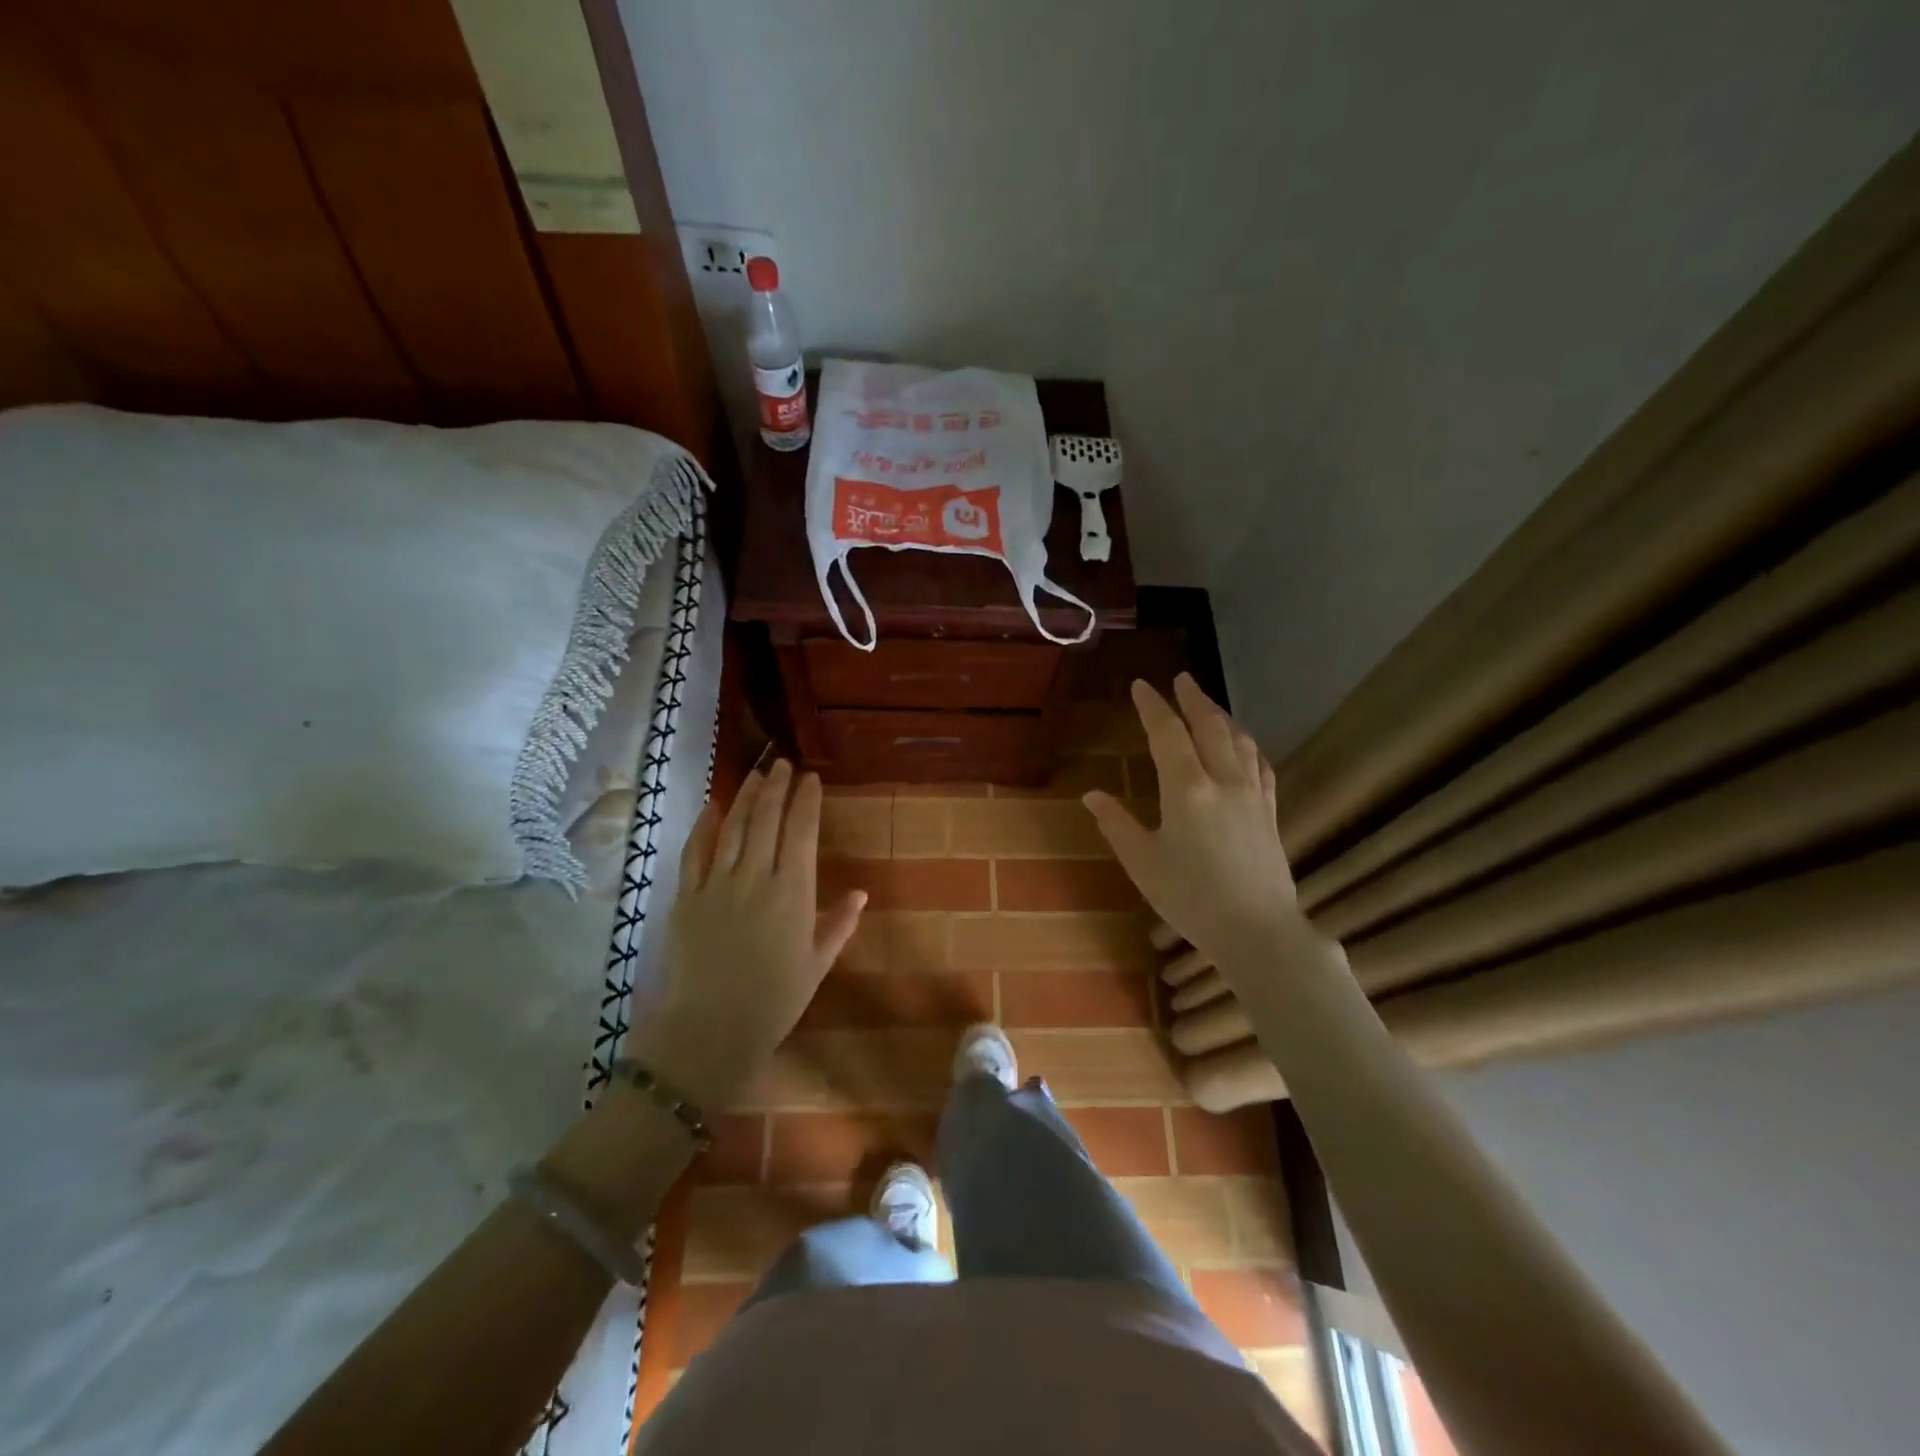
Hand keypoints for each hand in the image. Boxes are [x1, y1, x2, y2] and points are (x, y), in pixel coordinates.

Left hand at [626, 760, 864, 1110]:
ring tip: (755, 773)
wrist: (710, 1030)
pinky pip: (695, 852)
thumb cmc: (774, 1001)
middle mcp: (756, 877)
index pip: (802, 832)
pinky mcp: (687, 896)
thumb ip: (838, 924)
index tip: (810, 778)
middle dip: (776, 787)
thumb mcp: (817, 964)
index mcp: (793, 892)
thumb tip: (860, 893)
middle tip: (782, 763)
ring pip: (733, 827)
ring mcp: (717, 884)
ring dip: (745, 796)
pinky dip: (704, 826)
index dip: (806, 801)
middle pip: (766, 820)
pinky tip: (711, 806)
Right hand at [1084, 675, 1296, 972]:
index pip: (1167, 733)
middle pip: (1209, 725)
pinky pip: (1259, 764)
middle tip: (1180, 679)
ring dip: (1221, 715)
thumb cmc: (1192, 899)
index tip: (1141, 686)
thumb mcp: (1143, 863)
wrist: (1259, 932)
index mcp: (1186, 789)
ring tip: (1207, 704)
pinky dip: (1247, 745)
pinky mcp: (1269, 811)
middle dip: (1193, 698)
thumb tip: (1093, 796)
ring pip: (1238, 739)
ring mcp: (1252, 794)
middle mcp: (1223, 780)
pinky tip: (1243, 746)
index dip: (1152, 706)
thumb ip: (1117, 824)